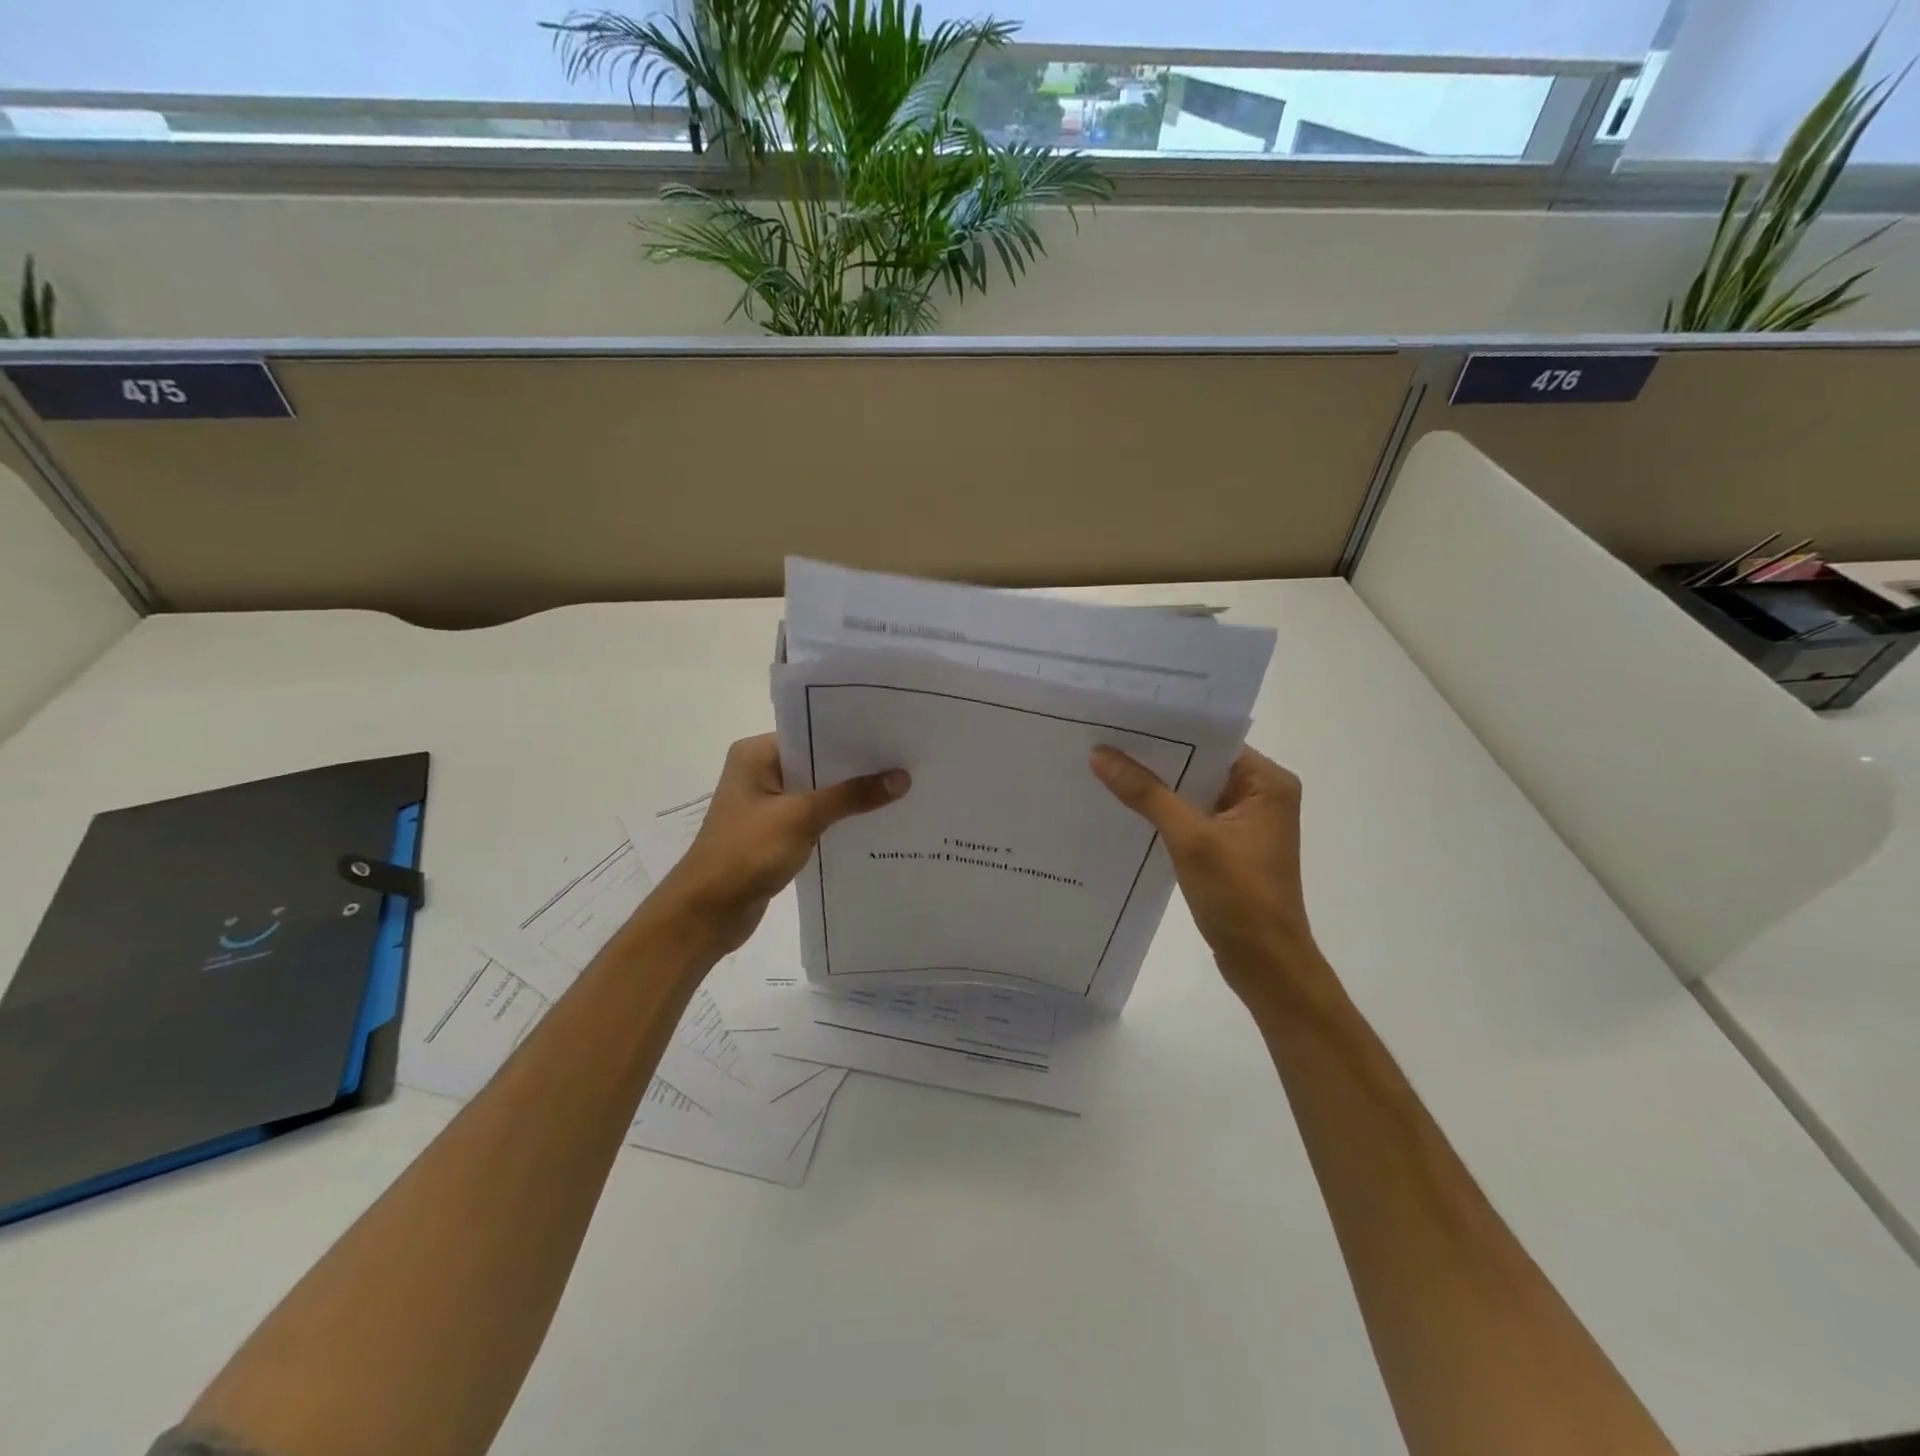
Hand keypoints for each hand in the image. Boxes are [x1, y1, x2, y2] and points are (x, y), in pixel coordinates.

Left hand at [658, 734, 908, 955]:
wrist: (708, 913)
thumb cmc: (746, 853)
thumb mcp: (802, 818)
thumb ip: (851, 796)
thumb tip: (902, 777)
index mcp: (756, 755)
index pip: (812, 733)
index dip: (852, 736)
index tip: (893, 735)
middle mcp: (760, 772)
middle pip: (818, 762)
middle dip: (857, 767)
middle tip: (906, 761)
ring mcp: (767, 804)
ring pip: (819, 792)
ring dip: (850, 796)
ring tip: (900, 789)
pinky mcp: (775, 833)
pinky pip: (815, 817)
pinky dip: (838, 819)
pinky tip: (874, 821)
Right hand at [1091, 744, 1322, 1010]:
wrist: (1266, 966)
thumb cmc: (1240, 898)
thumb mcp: (1191, 840)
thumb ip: (1147, 793)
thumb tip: (1100, 753)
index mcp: (1269, 782)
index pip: (1212, 740)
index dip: (1167, 729)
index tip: (1121, 717)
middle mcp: (1261, 794)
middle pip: (1200, 763)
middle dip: (1155, 756)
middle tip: (1103, 737)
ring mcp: (1244, 822)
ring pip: (1192, 790)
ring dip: (1156, 785)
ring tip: (1104, 763)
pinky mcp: (1228, 846)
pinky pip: (1190, 816)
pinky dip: (1162, 811)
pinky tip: (1124, 805)